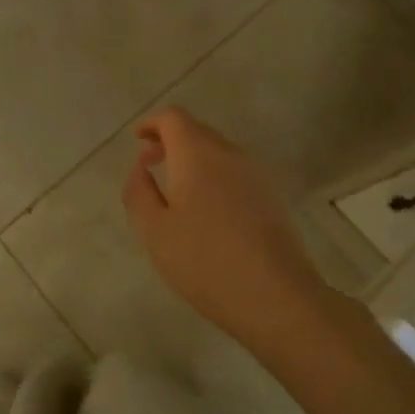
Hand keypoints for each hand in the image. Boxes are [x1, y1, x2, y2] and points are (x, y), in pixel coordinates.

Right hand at [121, 107, 325, 347]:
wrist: (276, 296)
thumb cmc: (205, 260)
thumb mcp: (155, 230)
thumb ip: (139, 192)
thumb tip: (140, 168)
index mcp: (197, 153)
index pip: (173, 118)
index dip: (152, 124)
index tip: (138, 140)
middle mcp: (229, 152)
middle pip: (197, 131)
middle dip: (171, 141)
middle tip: (151, 165)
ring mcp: (255, 173)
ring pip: (218, 152)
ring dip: (194, 160)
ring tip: (177, 190)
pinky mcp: (272, 196)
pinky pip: (235, 172)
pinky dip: (214, 176)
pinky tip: (208, 210)